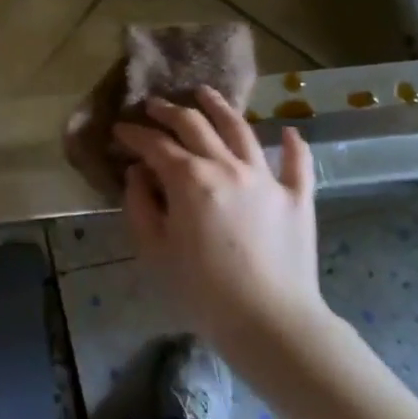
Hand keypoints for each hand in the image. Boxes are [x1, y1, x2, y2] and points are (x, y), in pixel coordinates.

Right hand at [114, 91, 325, 342]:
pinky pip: (297, 163)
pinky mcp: (297, 197)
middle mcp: (227, 166)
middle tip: (154, 106)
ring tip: (205, 94)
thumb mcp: (154, 250)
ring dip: (220, 108)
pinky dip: (293, 144)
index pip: (155, 144)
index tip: (120, 129)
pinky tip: (289, 130)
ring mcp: (266, 178)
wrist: (271, 323)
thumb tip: (139, 174)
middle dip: (169, 111)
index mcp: (189, 179)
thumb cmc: (202, 291)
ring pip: (241, 130)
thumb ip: (140, 205)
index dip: (134, 134)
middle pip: (195, 125)